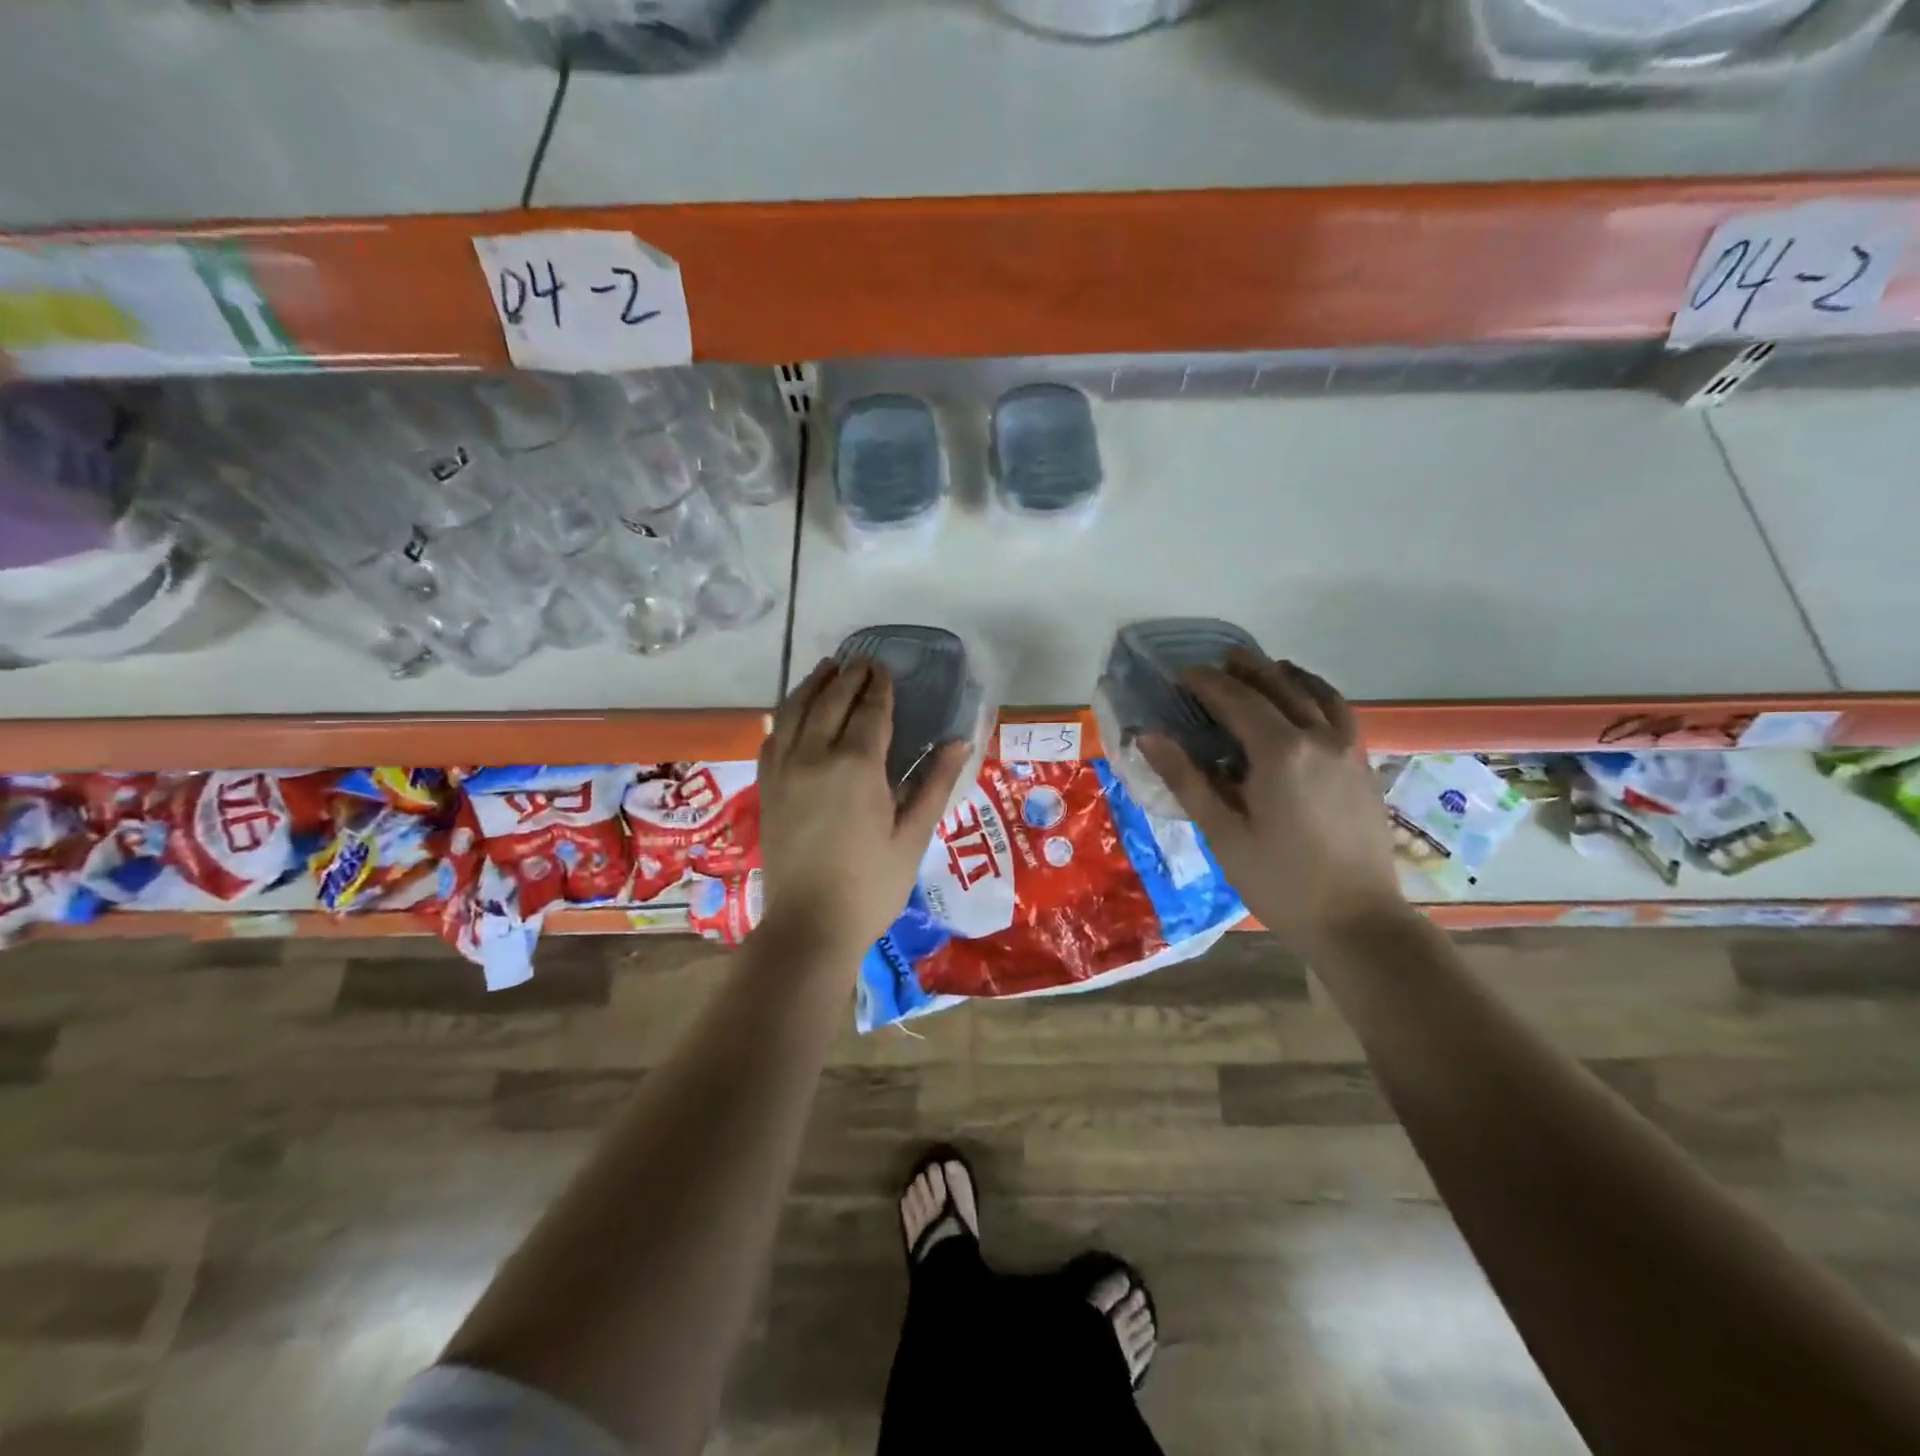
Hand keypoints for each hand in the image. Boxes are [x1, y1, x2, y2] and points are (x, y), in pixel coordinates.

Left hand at [754, 657, 969, 959]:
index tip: (885, 669)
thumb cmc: (871, 886)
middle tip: (862, 661)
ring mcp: (784, 771)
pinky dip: (786, 715)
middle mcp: (814, 756)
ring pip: (795, 711)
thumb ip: (933, 784)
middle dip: (848, 677)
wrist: (809, 926)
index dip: (879, 688)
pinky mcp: (767, 788)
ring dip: (813, 686)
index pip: (869, 712)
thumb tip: (959, 742)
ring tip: (828, 669)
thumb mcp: (913, 837)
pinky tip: (794, 712)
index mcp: (856, 766)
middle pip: (830, 702)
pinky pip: (773, 737)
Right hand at [1138, 651, 1407, 953]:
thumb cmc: (1280, 881)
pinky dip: (1317, 695)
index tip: (1181, 674)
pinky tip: (1305, 706)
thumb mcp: (1222, 833)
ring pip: (1316, 693)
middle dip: (1246, 668)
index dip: (1206, 682)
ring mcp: (1348, 750)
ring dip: (1286, 675)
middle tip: (1219, 661)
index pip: (1236, 700)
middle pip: (1279, 686)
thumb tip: (1149, 736)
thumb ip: (1186, 779)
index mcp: (1279, 751)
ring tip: (1264, 670)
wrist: (1358, 922)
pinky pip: (1339, 713)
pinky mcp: (1363, 766)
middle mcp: (1319, 737)